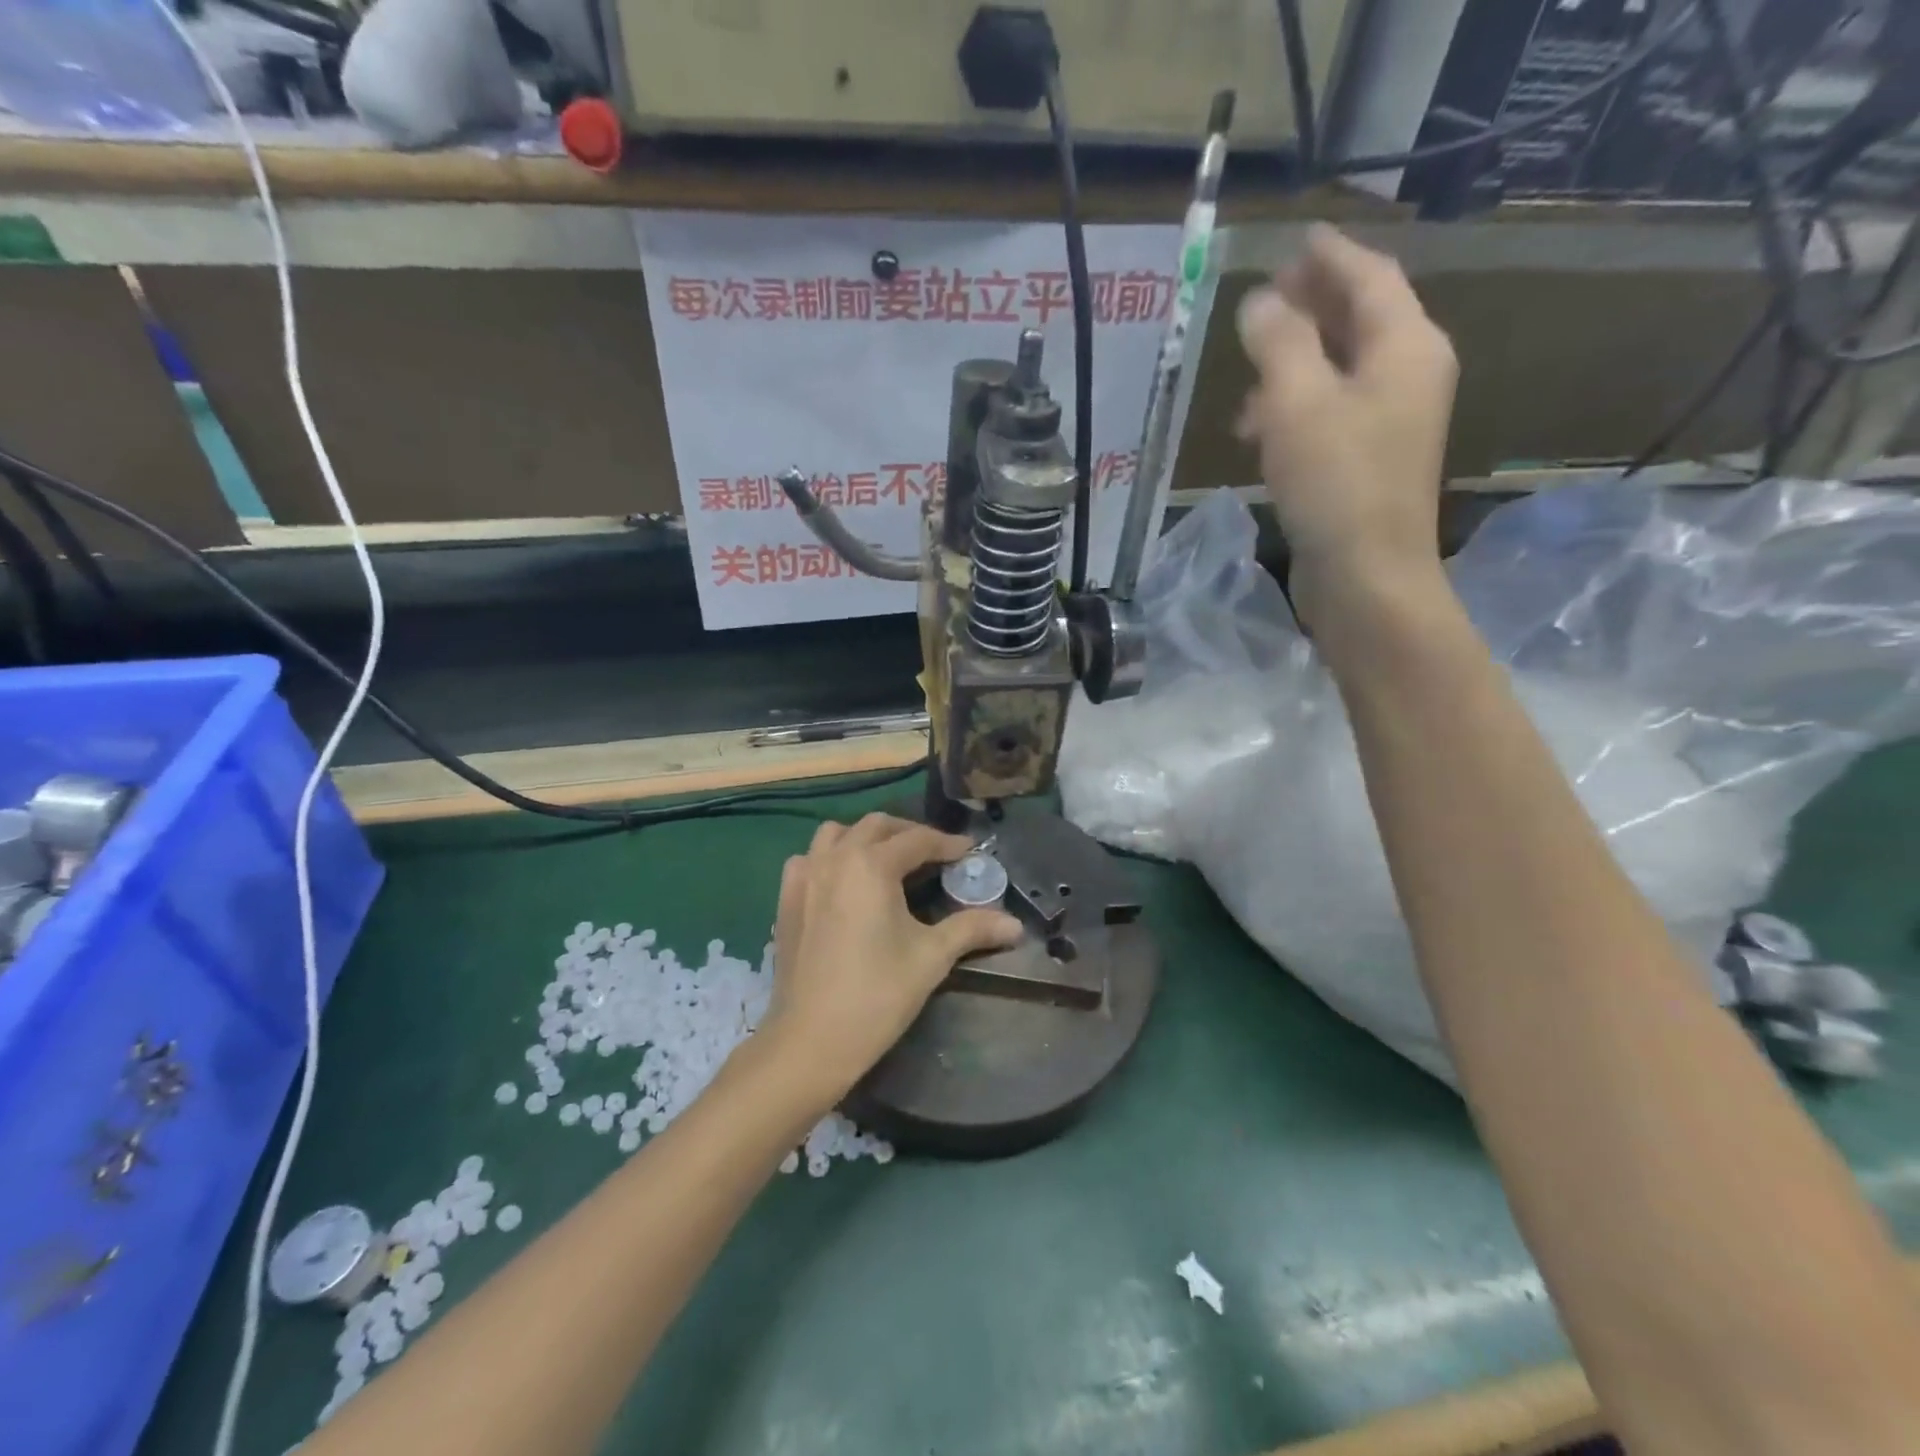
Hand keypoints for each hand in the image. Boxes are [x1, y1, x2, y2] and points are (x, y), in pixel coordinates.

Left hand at [760, 814, 1021, 1107]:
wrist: (810, 1040)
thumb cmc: (877, 995)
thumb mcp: (932, 957)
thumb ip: (972, 929)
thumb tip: (1016, 925)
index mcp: (871, 865)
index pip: (917, 840)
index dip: (947, 844)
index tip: (969, 852)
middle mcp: (835, 858)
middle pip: (876, 826)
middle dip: (908, 833)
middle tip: (934, 854)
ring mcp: (804, 876)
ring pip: (835, 834)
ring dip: (865, 838)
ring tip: (887, 860)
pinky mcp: (785, 899)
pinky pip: (808, 859)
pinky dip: (829, 857)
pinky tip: (842, 882)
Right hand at [1235, 225, 1458, 619]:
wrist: (1366, 576)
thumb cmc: (1336, 482)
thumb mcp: (1298, 403)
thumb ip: (1279, 342)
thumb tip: (1261, 302)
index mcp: (1406, 346)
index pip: (1370, 277)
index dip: (1330, 256)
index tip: (1295, 239)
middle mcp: (1409, 374)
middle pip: (1360, 320)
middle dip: (1310, 307)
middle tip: (1263, 299)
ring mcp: (1391, 421)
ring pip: (1340, 370)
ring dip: (1294, 366)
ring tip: (1245, 383)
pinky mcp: (1368, 461)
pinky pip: (1332, 413)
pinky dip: (1296, 409)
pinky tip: (1259, 433)